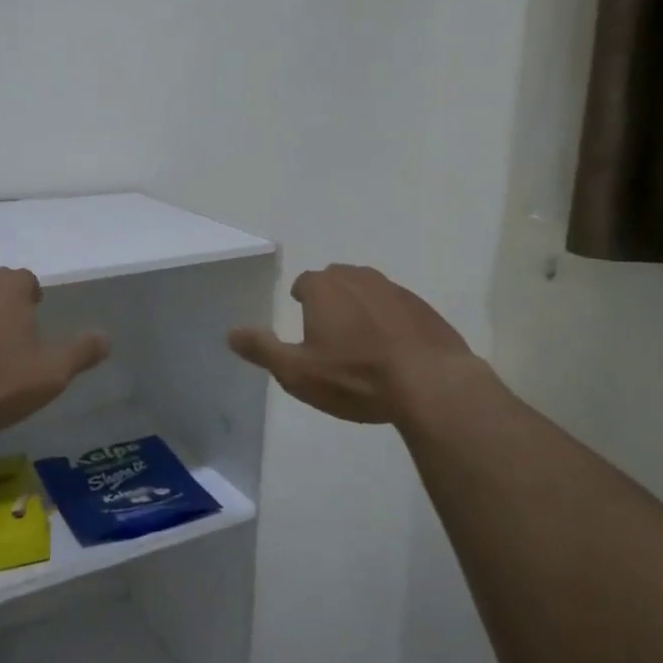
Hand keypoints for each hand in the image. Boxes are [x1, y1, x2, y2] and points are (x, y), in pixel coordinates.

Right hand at [228, 264, 478, 424]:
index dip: (301, 300)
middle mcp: (358, 278)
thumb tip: (230, 333)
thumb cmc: (356, 377)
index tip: (304, 321)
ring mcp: (395, 290)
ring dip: (361, 308)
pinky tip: (394, 349)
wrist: (431, 384)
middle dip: (330, 299)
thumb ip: (262, 350)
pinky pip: (397, 307)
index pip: (304, 282)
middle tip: (329, 332)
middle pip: (336, 280)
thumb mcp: (297, 372)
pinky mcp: (423, 307)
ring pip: (368, 290)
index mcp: (325, 288)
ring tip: (361, 341)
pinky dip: (390, 321)